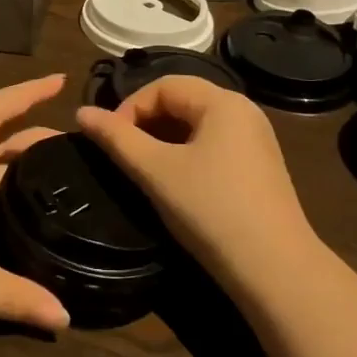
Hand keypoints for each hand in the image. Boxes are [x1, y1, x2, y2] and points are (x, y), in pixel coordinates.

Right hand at [76, 78, 321, 296]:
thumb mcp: (156, 172)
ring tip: (141, 169)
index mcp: (223, 102)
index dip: (129, 107)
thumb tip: (81, 113)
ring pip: (197, 124)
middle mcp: (243, 111)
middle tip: (120, 154)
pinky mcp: (259, 167)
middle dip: (145, 121)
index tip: (107, 141)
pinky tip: (174, 183)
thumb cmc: (211, 211)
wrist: (275, 270)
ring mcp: (256, 140)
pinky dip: (186, 154)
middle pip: (182, 100)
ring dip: (164, 139)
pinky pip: (214, 144)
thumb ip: (117, 139)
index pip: (163, 85)